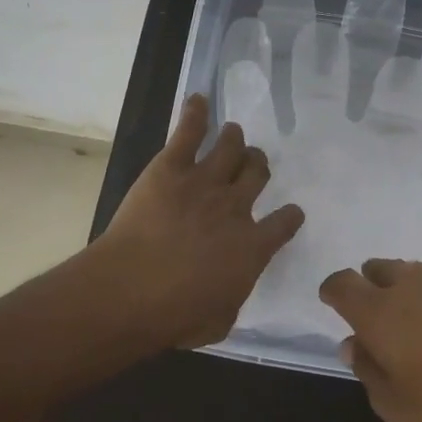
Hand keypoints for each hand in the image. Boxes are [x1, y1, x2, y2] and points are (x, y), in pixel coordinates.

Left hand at [92, 94, 304, 349]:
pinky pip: (189, 131)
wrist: (132, 290)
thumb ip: (233, 298)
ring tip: (232, 133)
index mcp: (253, 246)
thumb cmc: (176, 316)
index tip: (290, 213)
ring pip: (230, 147)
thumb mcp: (219, 321)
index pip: (285, 222)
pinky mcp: (171, 166)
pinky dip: (195, 113)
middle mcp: (236, 207)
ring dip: (234, 138)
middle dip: (258, 166)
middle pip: (257, 173)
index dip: (289, 216)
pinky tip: (198, 100)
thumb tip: (231, 289)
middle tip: (252, 163)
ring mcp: (205, 181)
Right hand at [319, 259, 421, 421]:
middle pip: (379, 269)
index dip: (333, 291)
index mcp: (381, 312)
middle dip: (370, 285)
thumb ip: (369, 371)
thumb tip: (353, 343)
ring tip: (418, 324)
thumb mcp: (399, 410)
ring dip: (408, 290)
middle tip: (377, 316)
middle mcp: (414, 286)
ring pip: (417, 273)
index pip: (343, 284)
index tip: (332, 303)